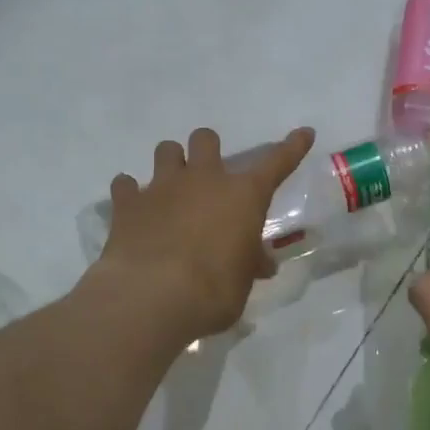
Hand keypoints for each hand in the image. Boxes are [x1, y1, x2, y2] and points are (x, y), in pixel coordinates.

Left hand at [93, 126, 314, 342]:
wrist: (152, 296)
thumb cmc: (213, 290)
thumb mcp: (242, 282)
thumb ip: (250, 264)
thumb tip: (261, 263)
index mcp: (242, 195)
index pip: (276, 163)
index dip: (292, 147)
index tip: (304, 132)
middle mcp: (203, 180)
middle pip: (206, 139)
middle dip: (208, 150)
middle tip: (207, 176)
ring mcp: (162, 187)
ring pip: (166, 150)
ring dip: (171, 164)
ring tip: (170, 189)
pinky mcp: (127, 203)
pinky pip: (125, 184)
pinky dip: (130, 193)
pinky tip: (132, 209)